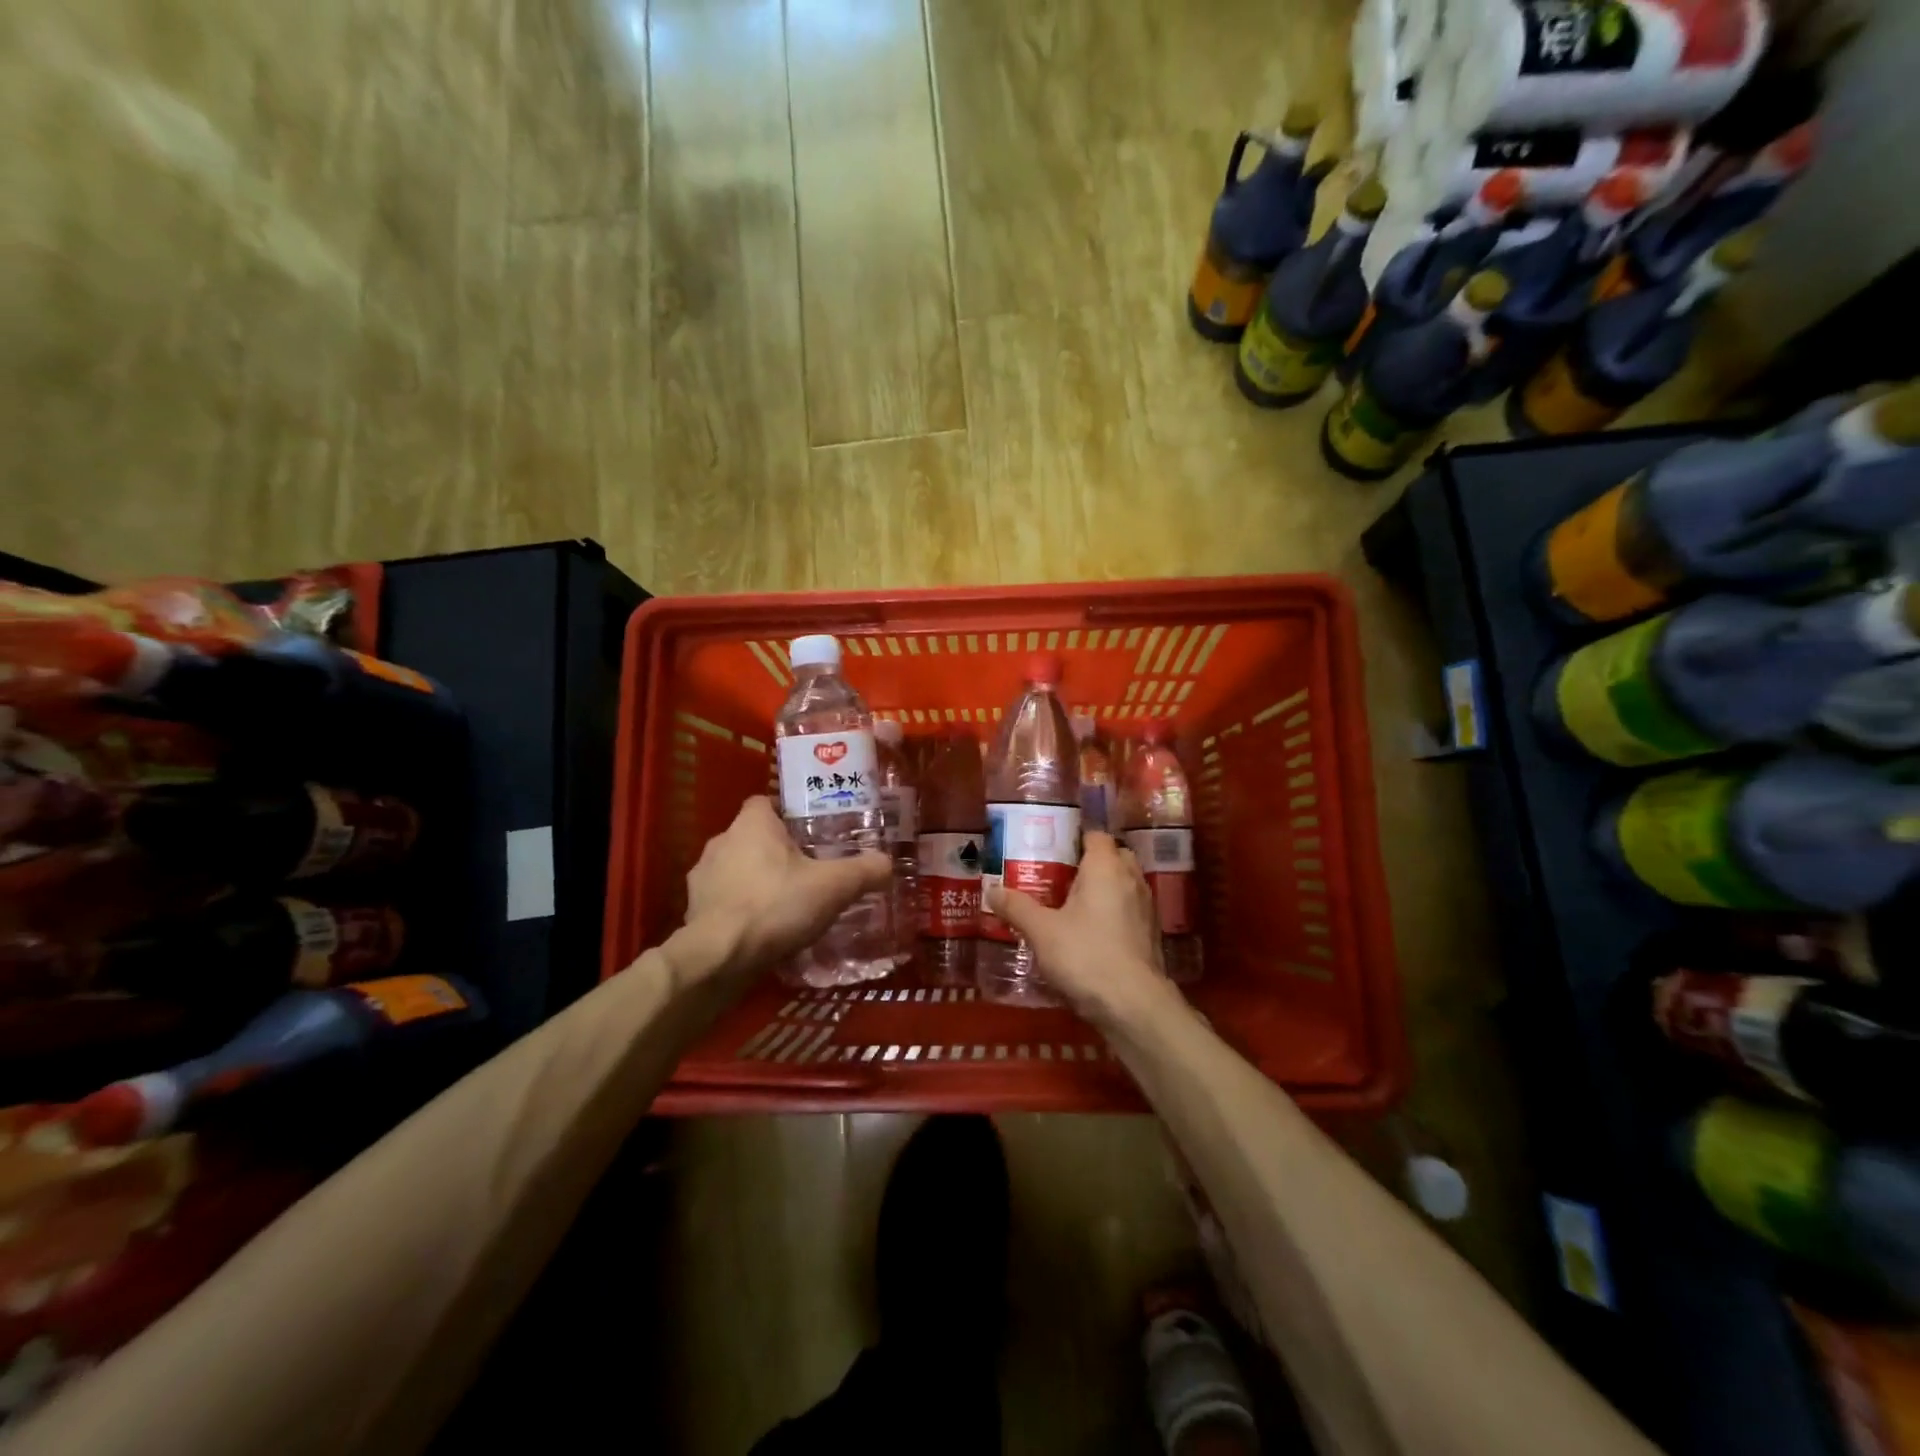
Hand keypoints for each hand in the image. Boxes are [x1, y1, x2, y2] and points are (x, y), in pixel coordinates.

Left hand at [674, 796, 891, 985]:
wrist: (719, 957)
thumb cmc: (776, 906)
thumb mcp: (834, 887)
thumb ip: (864, 871)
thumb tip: (887, 863)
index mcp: (752, 824)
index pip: (766, 802)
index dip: (788, 813)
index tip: (810, 831)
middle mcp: (721, 841)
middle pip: (753, 836)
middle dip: (777, 850)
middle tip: (808, 869)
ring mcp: (702, 876)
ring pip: (737, 868)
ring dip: (757, 880)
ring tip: (786, 902)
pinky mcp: (693, 909)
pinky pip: (724, 899)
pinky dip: (741, 908)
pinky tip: (763, 929)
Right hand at [985, 832, 1173, 1025]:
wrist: (1133, 1004)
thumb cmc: (1085, 955)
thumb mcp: (1041, 931)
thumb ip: (1016, 907)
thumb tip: (991, 890)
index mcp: (1106, 867)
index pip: (1096, 836)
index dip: (1075, 839)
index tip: (1051, 851)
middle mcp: (1131, 879)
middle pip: (1112, 857)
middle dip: (1089, 864)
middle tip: (1058, 878)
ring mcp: (1146, 907)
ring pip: (1123, 884)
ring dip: (1103, 889)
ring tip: (1070, 905)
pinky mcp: (1151, 934)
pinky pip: (1129, 909)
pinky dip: (1113, 912)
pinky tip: (1090, 932)